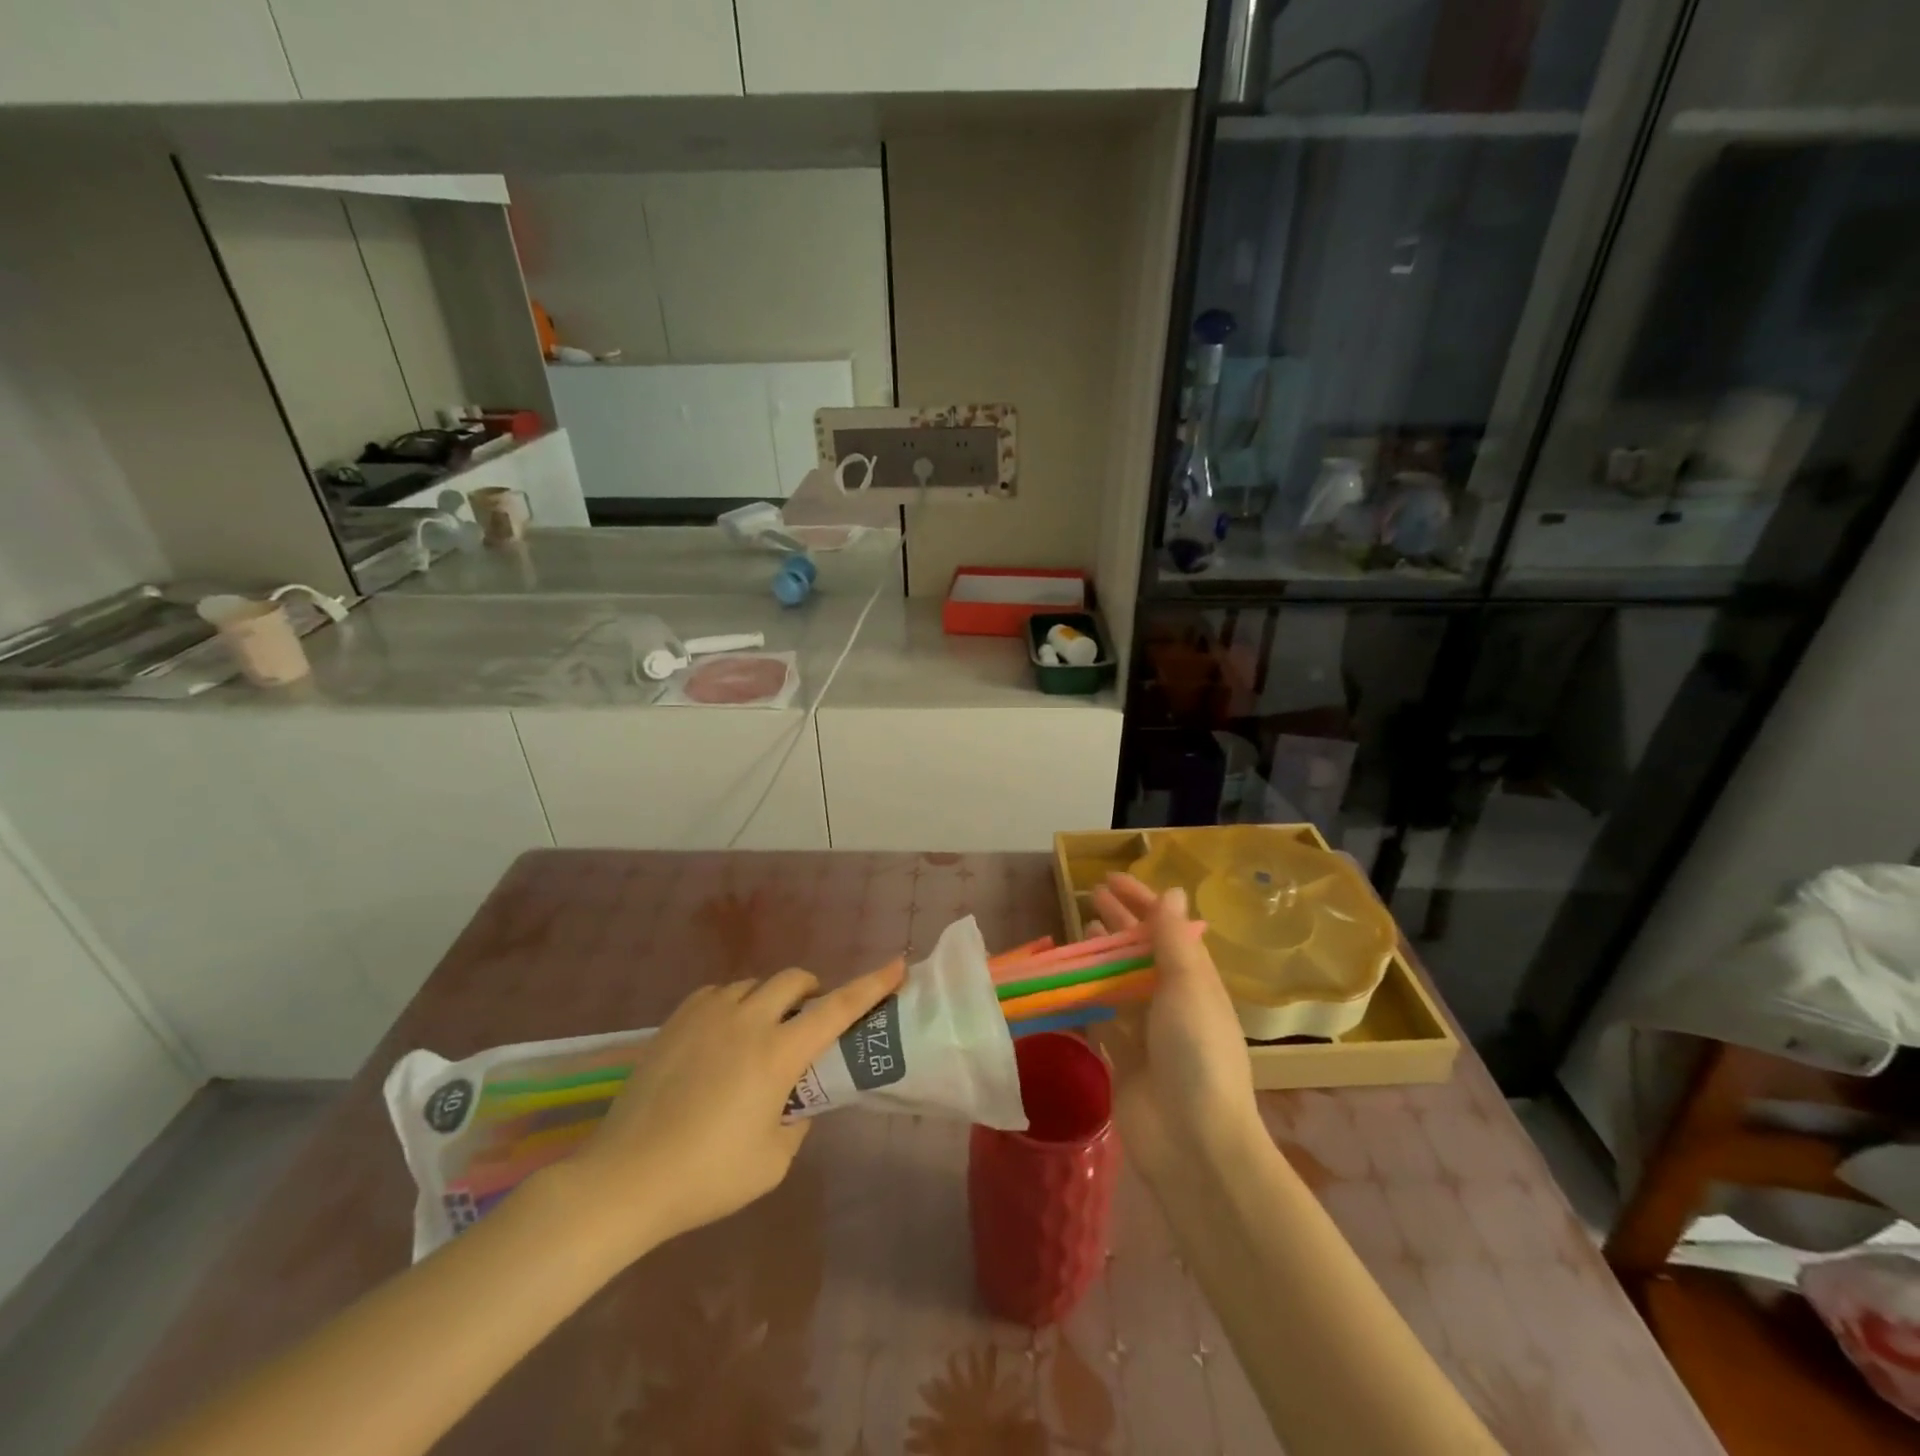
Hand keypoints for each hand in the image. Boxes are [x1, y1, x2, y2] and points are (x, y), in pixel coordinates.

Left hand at [561, 959, 904, 1259]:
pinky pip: (717, 994)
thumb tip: (795, 1099)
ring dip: (769, 1002)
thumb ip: (797, 1120)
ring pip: (754, 985)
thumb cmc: (707, 1176)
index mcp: (778, 1054)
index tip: (897, 964)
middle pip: (793, 980)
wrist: (624, 1178)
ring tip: (757, 1038)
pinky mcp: (676, 1019)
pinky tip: (720, 1038)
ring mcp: (708, 1015)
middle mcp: (747, 1021)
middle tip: (807, 1023)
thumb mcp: (772, 1160)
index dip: (872, 984)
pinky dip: (732, 1006)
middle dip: (811, 991)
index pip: (838, 1009)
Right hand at [1086, 874, 1260, 1181]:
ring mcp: (1146, 1030)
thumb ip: (1172, 940)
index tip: (1110, 879)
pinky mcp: (1121, 1057)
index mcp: (1195, 980)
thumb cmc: (1196, 1053)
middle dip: (1118, 921)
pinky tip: (1066, 980)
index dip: (1141, 900)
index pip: (1166, 927)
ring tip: (1077, 928)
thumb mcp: (1188, 987)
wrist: (1193, 1141)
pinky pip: (1100, 1016)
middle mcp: (1172, 1000)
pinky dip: (1085, 997)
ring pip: (1118, 980)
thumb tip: (1171, 892)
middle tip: (1088, 895)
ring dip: (1099, 955)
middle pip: (1140, 950)